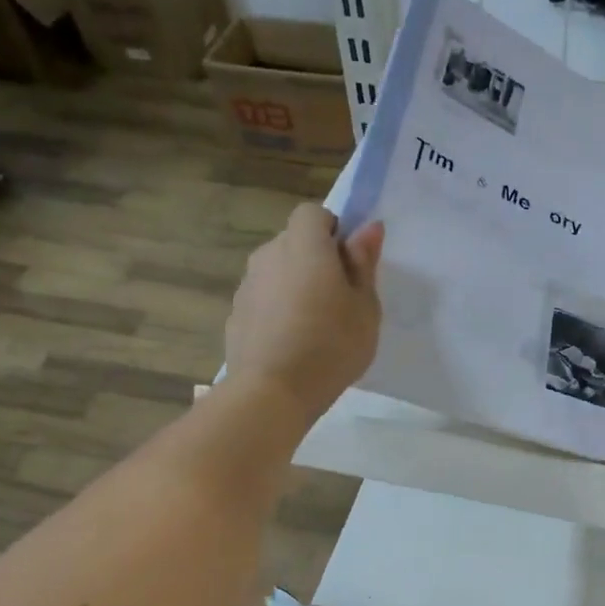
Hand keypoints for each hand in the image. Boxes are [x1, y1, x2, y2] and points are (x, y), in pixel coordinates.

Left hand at [224, 204, 383, 428]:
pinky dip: (278, 311)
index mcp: (304, 245)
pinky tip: (292, 344)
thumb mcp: (365, 307)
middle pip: (294, 242)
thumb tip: (369, 227)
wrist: (272, 392)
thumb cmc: (331, 345)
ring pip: (278, 272)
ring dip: (296, 286)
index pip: (314, 213)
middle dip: (316, 260)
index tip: (349, 264)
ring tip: (316, 327)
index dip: (333, 232)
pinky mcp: (235, 314)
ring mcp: (247, 285)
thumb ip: (364, 263)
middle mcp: (269, 254)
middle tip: (340, 300)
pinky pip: (264, 300)